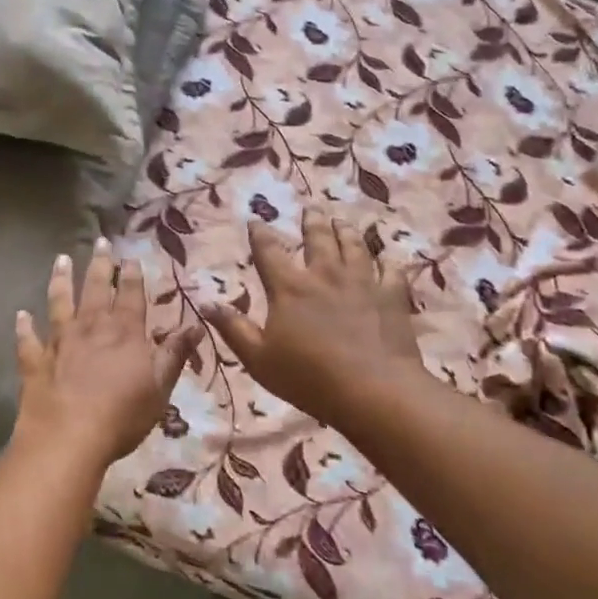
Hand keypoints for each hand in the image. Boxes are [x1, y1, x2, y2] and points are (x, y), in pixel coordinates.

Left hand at [12, 239, 203, 470]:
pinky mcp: (35, 361)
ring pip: (60, 302)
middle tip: (101, 241)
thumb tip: (196, 325)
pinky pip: (28, 339)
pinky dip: (24, 326)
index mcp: (125, 333)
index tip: (130, 256)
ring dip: (61, 280)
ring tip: (61, 259)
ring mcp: (60, 342)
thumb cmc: (122, 415)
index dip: (132, 275)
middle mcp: (91, 327)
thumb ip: (175, 354)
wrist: (68, 437)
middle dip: (101, 264)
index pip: (131, 295)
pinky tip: (21, 315)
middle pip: (96, 289)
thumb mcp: (160, 387)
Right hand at [203, 208, 425, 429]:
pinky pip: (391, 272)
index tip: (256, 221)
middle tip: (311, 208)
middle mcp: (325, 275)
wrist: (374, 390)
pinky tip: (387, 260)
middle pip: (318, 239)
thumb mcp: (258, 358)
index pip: (269, 251)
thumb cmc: (309, 378)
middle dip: (312, 222)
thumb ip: (233, 328)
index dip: (260, 234)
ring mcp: (362, 283)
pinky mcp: (391, 297)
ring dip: (346, 232)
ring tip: (342, 221)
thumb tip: (206, 302)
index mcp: (289, 288)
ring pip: (354, 247)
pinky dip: (388, 263)